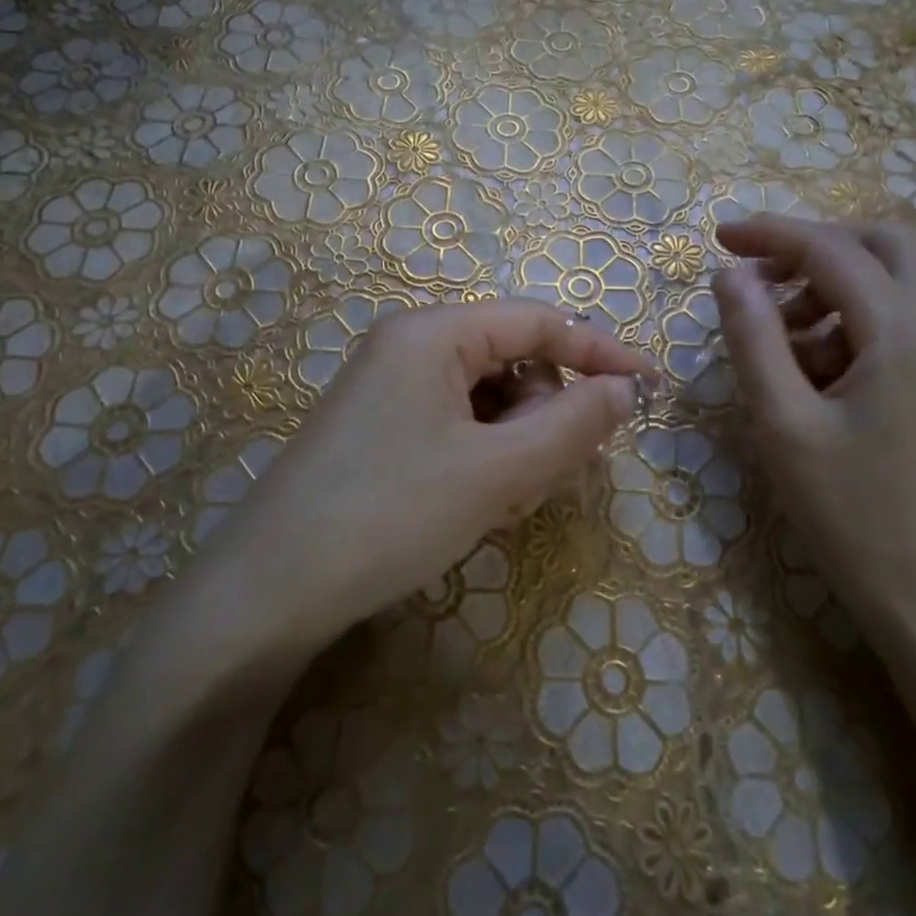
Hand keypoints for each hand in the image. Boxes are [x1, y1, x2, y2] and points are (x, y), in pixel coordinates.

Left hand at [177, 300, 653, 660]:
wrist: (267, 594)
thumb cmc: (391, 514)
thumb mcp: (497, 471)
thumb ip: (573, 424)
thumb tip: (625, 389)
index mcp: (433, 333)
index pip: (537, 321)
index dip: (598, 352)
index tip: (648, 389)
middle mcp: (408, 348)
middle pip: (512, 364)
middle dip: (542, 420)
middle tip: (542, 482)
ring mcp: (389, 390)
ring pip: (487, 403)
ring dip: (514, 449)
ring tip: (500, 506)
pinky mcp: (379, 431)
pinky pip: (455, 429)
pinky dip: (481, 463)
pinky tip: (473, 510)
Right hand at [711, 214, 915, 635]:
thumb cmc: (856, 515)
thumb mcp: (784, 424)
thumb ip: (753, 338)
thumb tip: (730, 275)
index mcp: (904, 329)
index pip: (830, 248)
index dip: (769, 234)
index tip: (718, 236)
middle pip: (883, 245)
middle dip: (816, 248)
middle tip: (762, 280)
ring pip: (898, 283)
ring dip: (835, 290)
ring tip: (783, 347)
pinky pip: (907, 323)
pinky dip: (858, 323)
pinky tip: (821, 378)